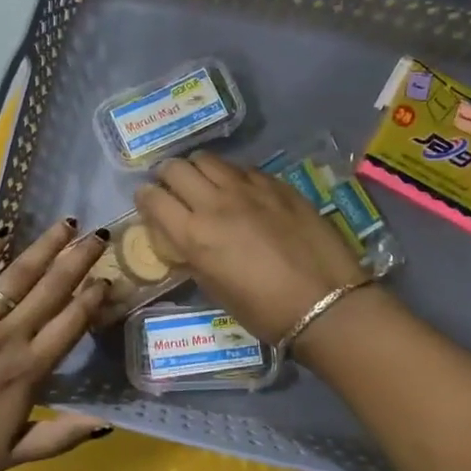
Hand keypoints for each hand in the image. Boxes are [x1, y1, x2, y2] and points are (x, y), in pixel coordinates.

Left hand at [0, 220, 112, 470]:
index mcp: (29, 369)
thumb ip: (60, 436)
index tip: (108, 278)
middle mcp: (8, 335)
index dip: (93, 298)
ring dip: (44, 246)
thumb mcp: (13, 455)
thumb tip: (105, 422)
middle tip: (99, 235)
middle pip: (52, 288)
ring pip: (17, 274)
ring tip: (65, 224)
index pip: (71, 322)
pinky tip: (2, 232)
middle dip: (79, 259)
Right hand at [134, 153, 369, 342]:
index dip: (144, 197)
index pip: (153, 198)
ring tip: (203, 182)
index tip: (147, 202)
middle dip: (166, 175)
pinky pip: (242, 168)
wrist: (326, 303)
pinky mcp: (277, 185)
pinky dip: (231, 175)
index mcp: (194, 235)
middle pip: (175, 168)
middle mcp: (215, 203)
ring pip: (208, 159)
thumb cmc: (264, 310)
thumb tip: (183, 239)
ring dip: (197, 168)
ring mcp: (248, 189)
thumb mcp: (214, 289)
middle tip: (172, 188)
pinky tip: (240, 190)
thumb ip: (192, 256)